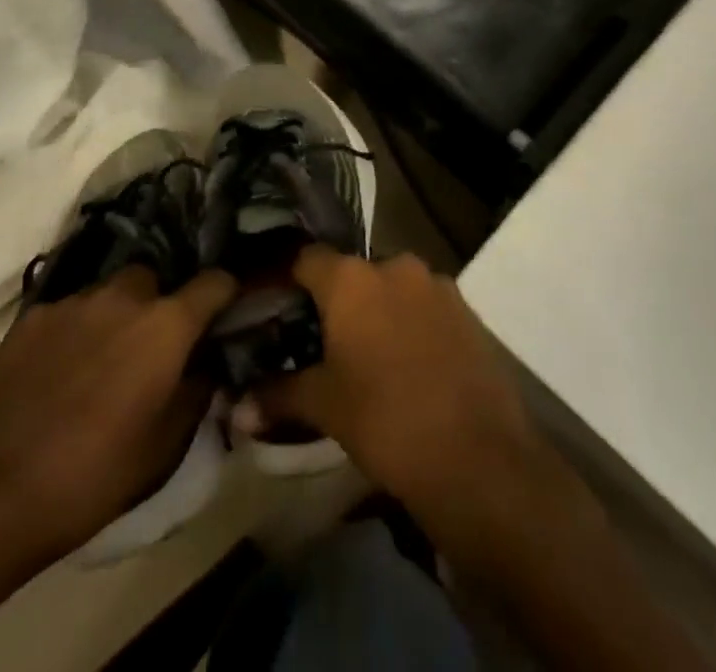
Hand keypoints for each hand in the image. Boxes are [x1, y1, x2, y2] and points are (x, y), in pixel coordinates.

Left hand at [0, 266, 237, 566]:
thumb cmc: (96, 474)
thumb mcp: (167, 445)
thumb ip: (198, 389)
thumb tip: (207, 362)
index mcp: (167, 324)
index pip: (216, 281)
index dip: (225, 295)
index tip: (224, 314)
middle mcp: (125, 296)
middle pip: (156, 279)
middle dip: (159, 305)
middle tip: (151, 347)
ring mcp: (76, 300)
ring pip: (110, 291)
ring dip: (116, 314)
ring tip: (101, 358)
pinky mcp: (34, 314)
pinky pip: (70, 310)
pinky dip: (75, 329)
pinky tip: (60, 369)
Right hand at [251, 249, 543, 513]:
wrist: (477, 456)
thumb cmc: (385, 421)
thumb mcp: (325, 407)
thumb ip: (279, 396)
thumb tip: (237, 409)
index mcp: (352, 278)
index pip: (306, 258)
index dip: (288, 280)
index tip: (276, 306)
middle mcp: (394, 265)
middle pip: (352, 272)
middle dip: (337, 300)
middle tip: (323, 340)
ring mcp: (436, 284)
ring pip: (392, 288)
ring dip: (378, 311)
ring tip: (368, 355)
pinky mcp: (467, 309)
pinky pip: (425, 305)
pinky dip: (411, 324)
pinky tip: (409, 364)